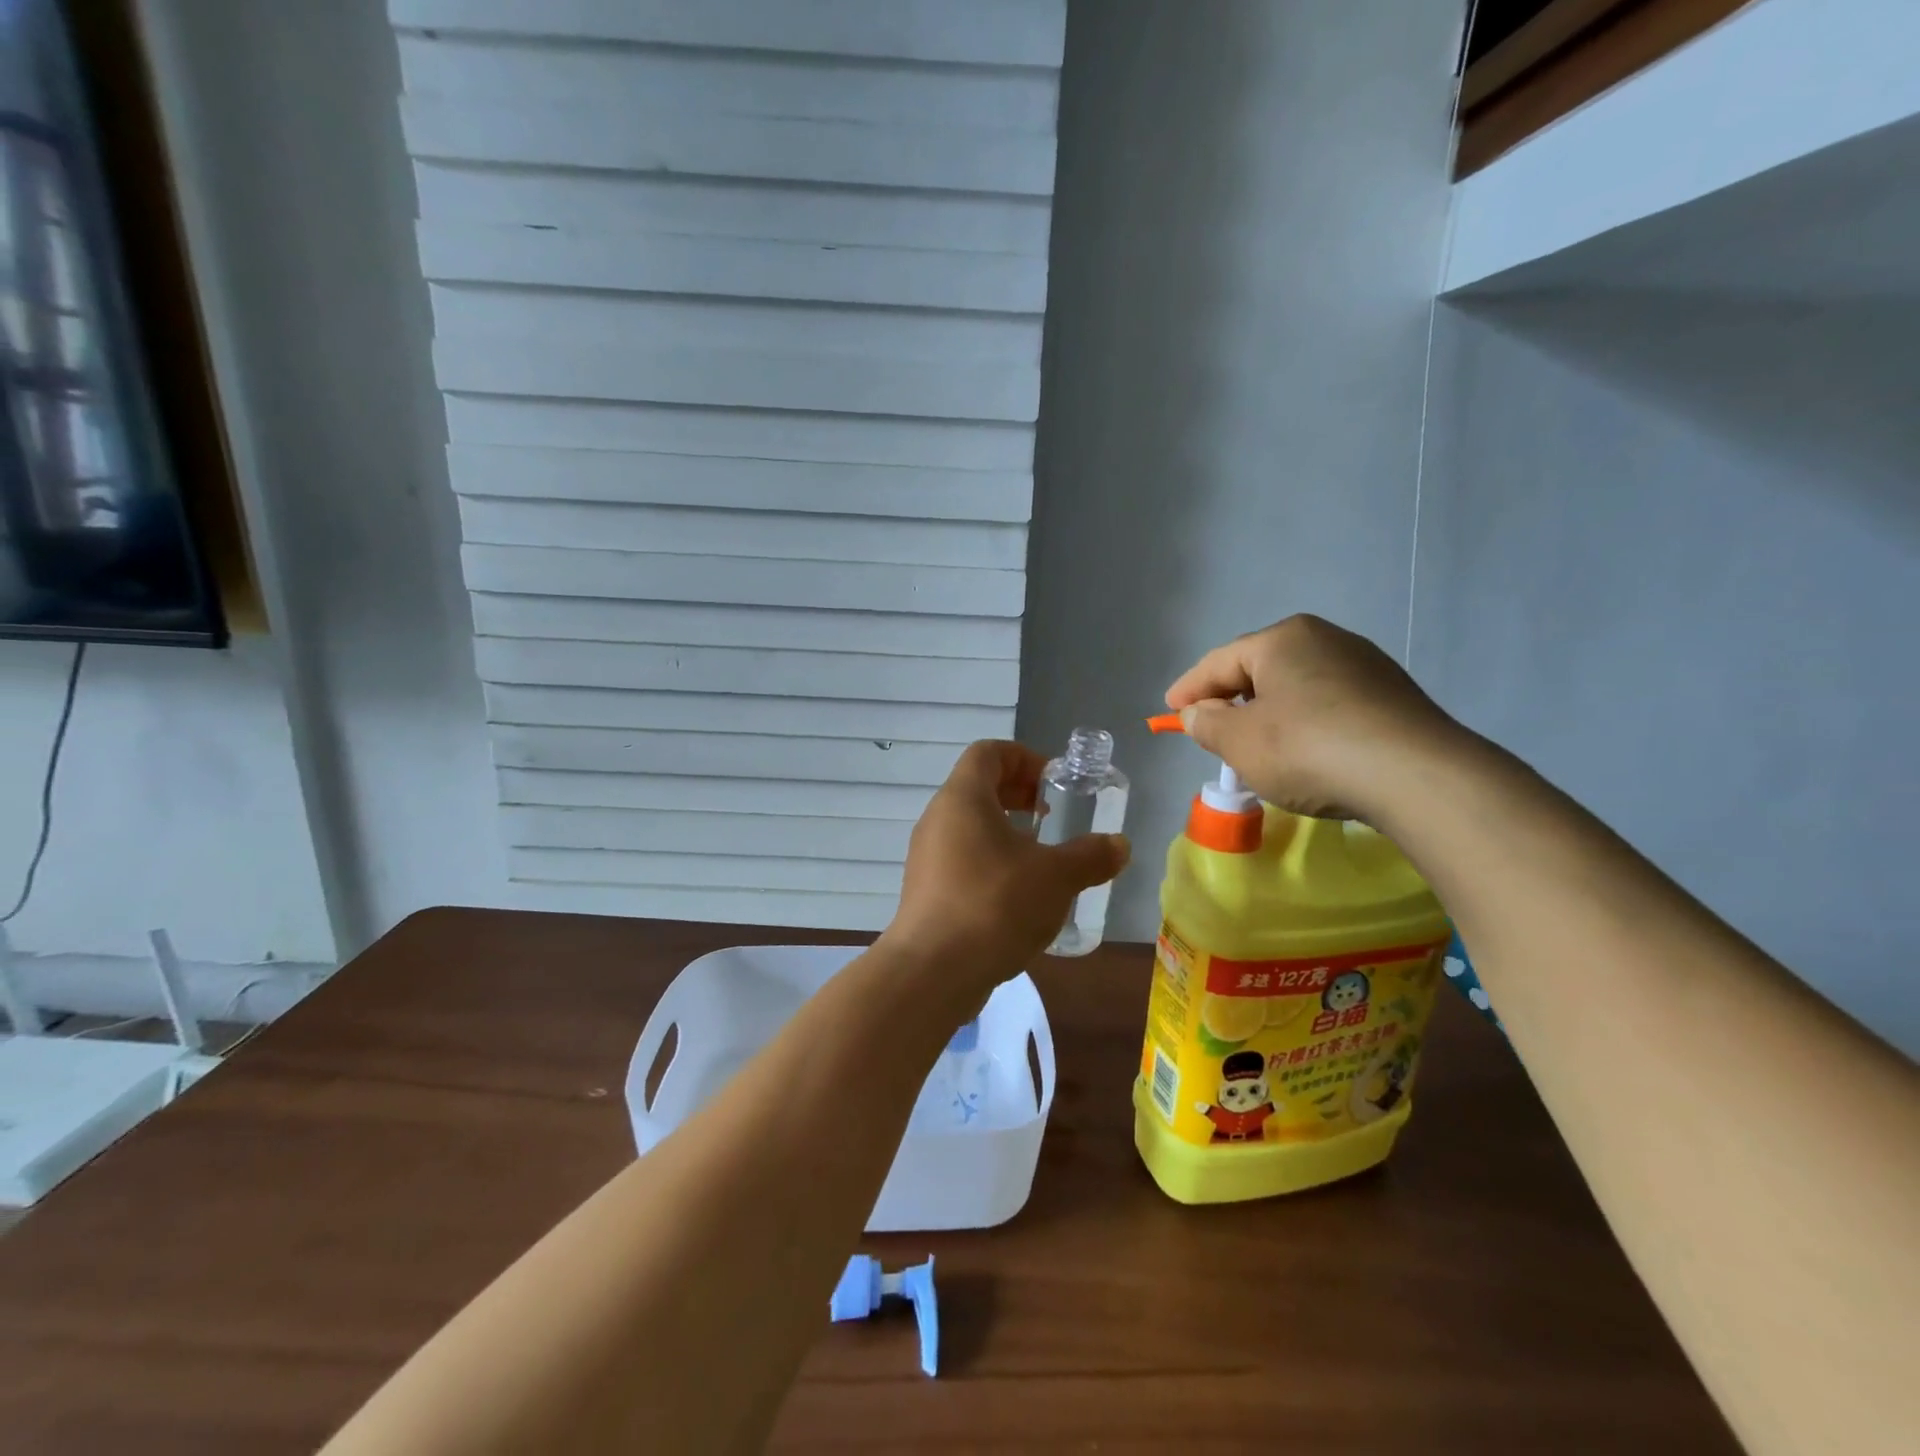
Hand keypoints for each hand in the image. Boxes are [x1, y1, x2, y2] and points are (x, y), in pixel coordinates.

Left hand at [882, 741, 1128, 999]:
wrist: (933, 972)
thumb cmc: (995, 905)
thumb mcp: (1056, 877)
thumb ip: (1091, 856)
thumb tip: (1119, 845)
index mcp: (963, 798)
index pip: (989, 752)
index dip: (1025, 758)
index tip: (1055, 783)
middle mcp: (938, 819)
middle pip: (978, 787)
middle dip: (1019, 795)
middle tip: (1053, 817)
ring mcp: (927, 856)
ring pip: (970, 826)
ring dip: (1006, 833)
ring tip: (1041, 859)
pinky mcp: (926, 891)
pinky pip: (961, 859)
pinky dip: (991, 862)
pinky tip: (1019, 896)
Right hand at [1164, 615, 1467, 823]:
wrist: (1415, 776)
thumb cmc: (1308, 749)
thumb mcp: (1239, 741)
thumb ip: (1207, 723)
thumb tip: (1198, 712)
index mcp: (1282, 639)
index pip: (1219, 662)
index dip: (1189, 689)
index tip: (1169, 712)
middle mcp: (1325, 639)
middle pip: (1259, 670)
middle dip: (1230, 700)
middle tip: (1211, 731)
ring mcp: (1364, 665)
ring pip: (1296, 687)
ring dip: (1268, 714)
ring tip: (1256, 747)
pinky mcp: (1391, 695)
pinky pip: (1328, 704)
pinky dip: (1304, 724)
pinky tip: (1304, 753)